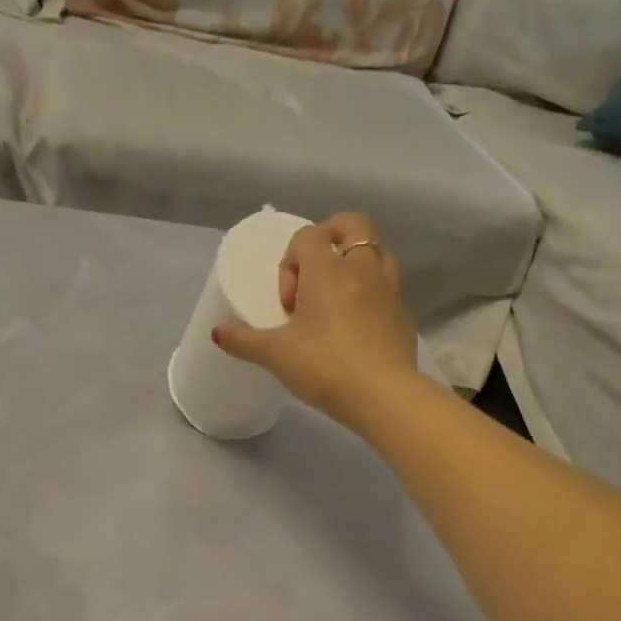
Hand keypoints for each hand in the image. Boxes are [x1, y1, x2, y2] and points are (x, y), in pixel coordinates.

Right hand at [212, 212, 420, 434]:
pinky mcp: (403, 315)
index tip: (288, 303)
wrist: (382, 395)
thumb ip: (244, 341)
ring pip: (377, 253)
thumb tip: (217, 332)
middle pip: (352, 225)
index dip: (290, 261)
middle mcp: (362, 269)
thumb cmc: (324, 367)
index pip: (307, 236)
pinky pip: (388, 290)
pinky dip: (372, 296)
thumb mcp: (275, 356)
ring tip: (338, 299)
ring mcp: (389, 290)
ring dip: (356, 264)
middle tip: (315, 274)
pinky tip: (357, 328)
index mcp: (328, 270)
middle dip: (331, 238)